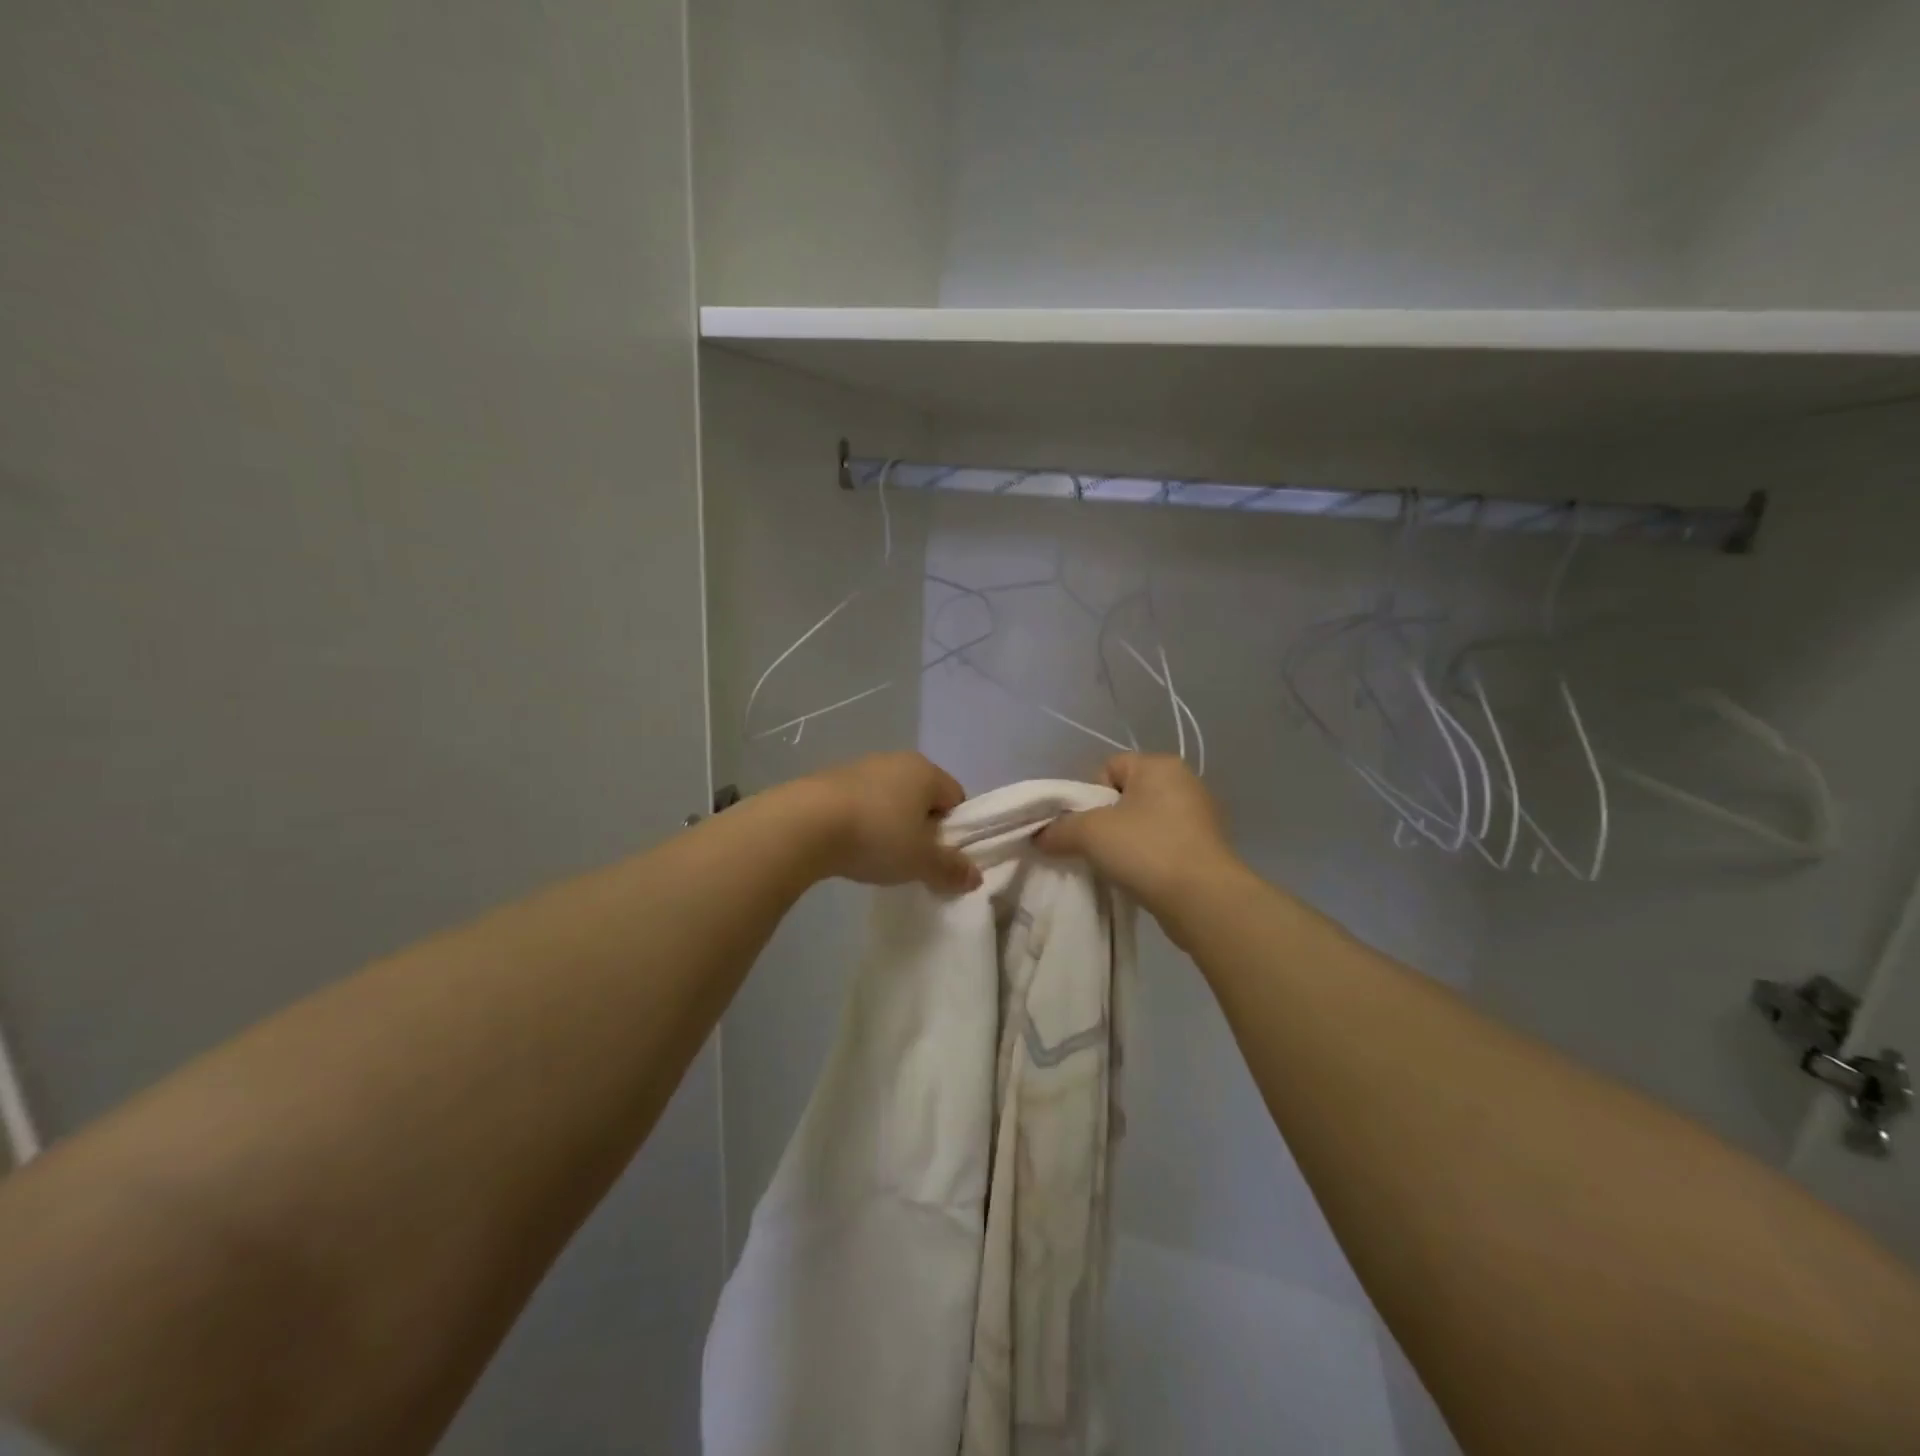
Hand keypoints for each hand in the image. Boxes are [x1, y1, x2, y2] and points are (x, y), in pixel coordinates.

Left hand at [792, 753, 982, 893]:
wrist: (804, 824)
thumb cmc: (876, 836)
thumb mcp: (920, 861)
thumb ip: (950, 869)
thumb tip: (975, 877)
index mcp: (925, 771)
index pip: (955, 797)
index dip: (954, 830)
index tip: (939, 857)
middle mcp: (895, 760)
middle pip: (921, 797)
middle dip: (920, 828)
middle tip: (910, 860)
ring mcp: (859, 767)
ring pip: (888, 799)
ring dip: (888, 825)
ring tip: (875, 855)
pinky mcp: (828, 779)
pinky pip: (858, 802)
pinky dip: (859, 822)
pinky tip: (848, 846)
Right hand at [1036, 754, 1239, 922]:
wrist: (1204, 900)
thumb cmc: (1146, 850)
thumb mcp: (1090, 833)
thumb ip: (1059, 829)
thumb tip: (1040, 836)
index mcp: (1160, 765)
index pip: (1109, 767)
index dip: (1088, 795)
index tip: (1083, 826)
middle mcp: (1185, 782)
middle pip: (1126, 795)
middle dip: (1105, 820)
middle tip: (1094, 847)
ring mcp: (1200, 817)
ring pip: (1145, 822)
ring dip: (1126, 842)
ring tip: (1116, 867)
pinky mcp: (1207, 849)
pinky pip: (1164, 845)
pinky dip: (1148, 858)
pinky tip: (1139, 878)